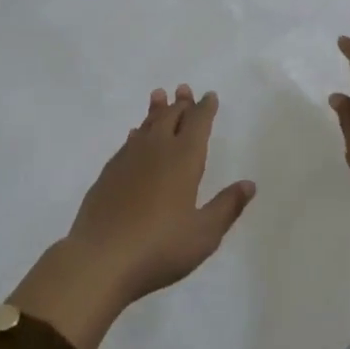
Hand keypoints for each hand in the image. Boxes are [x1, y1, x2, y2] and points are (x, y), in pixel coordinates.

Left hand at [11, 86, 255, 348]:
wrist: (100, 259)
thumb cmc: (160, 247)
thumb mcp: (204, 234)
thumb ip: (227, 206)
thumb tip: (249, 184)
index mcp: (184, 159)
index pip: (198, 123)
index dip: (205, 108)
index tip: (209, 96)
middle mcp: (157, 150)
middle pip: (171, 117)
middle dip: (181, 103)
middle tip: (184, 90)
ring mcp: (128, 159)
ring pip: (146, 125)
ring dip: (156, 110)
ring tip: (159, 95)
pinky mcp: (108, 173)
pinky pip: (128, 142)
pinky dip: (137, 133)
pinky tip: (135, 135)